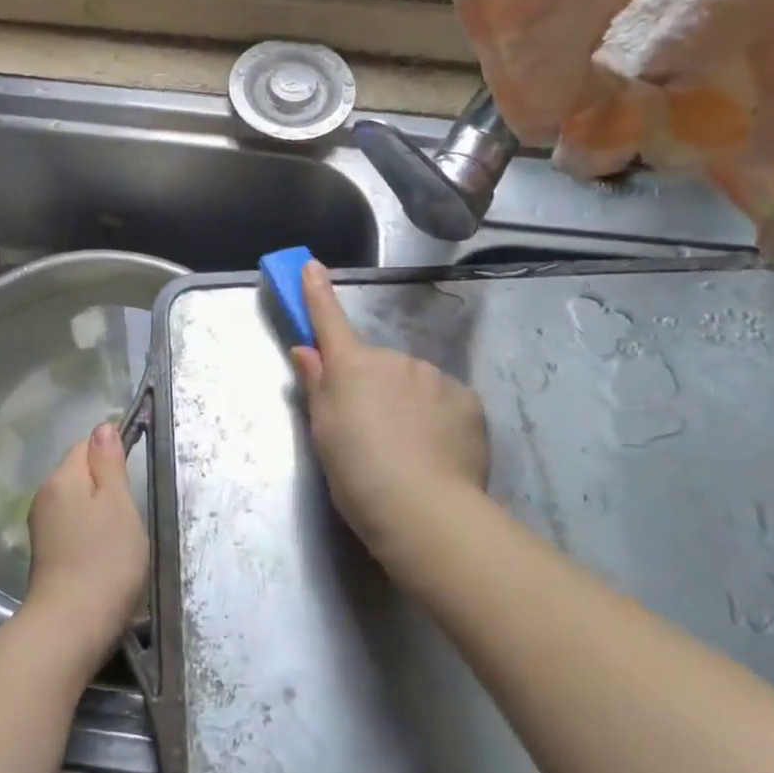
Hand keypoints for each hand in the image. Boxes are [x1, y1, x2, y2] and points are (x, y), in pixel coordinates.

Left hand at [22, 423, 149, 662]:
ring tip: (122, 534)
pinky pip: (72, 524)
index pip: (86, 444)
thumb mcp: (118, 504)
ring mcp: (42, 526)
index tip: (135, 472)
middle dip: (106, 483)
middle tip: (132, 509)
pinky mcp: (45, 553)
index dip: (112, 451)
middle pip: (79, 472)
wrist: (71, 626)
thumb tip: (103, 426)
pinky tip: (105, 552)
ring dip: (99, 509)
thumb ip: (109, 463)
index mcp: (62, 478)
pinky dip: (90, 531)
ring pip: (77, 500)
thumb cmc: (106, 560)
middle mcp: (45, 496)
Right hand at [290, 261, 490, 566]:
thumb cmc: (356, 472)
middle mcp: (393, 360)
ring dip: (409, 404)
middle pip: (378, 365)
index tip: (311, 265)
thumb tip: (306, 351)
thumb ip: (317, 385)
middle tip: (371, 432)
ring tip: (409, 450)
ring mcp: (434, 376)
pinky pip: (445, 401)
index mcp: (352, 367)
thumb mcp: (323, 432)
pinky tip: (437, 451)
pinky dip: (439, 419)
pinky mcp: (467, 399)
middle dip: (375, 386)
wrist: (422, 507)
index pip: (329, 323)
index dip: (317, 294)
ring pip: (414, 383)